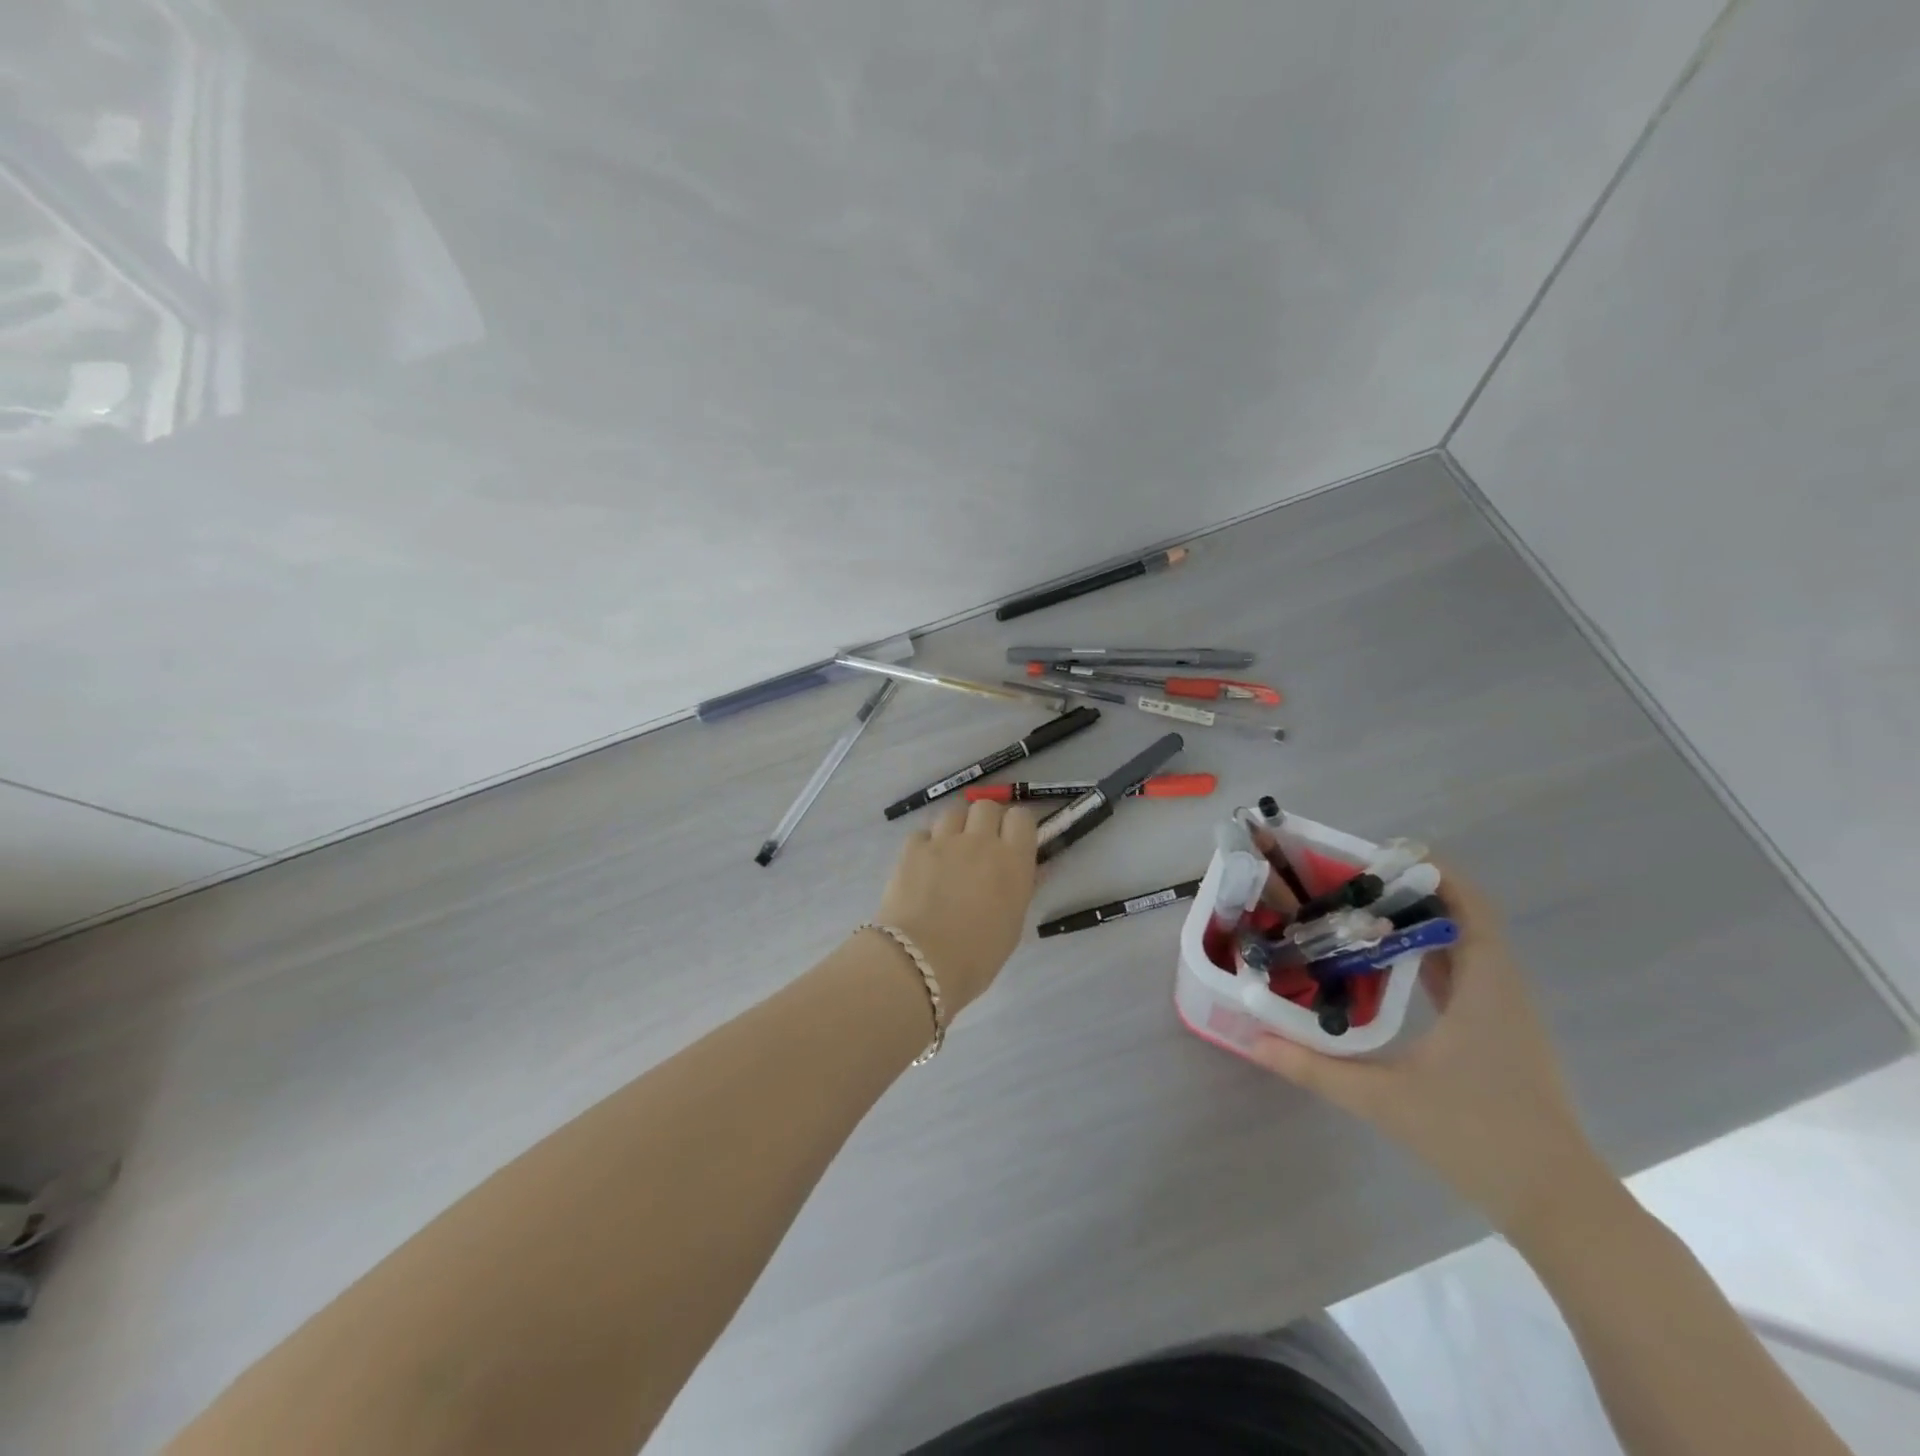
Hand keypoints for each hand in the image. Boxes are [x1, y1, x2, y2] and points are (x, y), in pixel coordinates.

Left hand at [876, 800, 1038, 1014]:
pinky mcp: (911, 849)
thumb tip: (1027, 871)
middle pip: (986, 806)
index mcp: (1013, 861)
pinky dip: (925, 844)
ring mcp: (943, 841)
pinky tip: (923, 865)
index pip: (1022, 817)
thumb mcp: (1012, 925)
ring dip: (955, 827)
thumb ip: (1020, 889)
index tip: (1011, 842)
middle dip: (985, 821)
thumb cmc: (976, 956)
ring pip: (953, 812)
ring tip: (949, 852)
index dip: (1016, 827)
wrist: (920, 962)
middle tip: (980, 846)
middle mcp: (980, 841)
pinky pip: (923, 832)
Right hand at [1249, 868, 1609, 1235]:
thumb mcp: (1385, 1101)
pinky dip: (1432, 959)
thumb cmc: (1479, 1137)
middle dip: (1414, 893)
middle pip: (1465, 920)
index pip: (1472, 907)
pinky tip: (1391, 969)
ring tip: (1363, 915)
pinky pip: (1467, 978)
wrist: (1558, 1205)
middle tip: (1354, 884)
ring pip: (1467, 950)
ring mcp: (1507, 1016)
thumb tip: (1254, 1042)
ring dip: (1423, 926)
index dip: (1436, 873)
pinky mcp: (1502, 1038)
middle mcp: (1503, 991)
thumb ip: (1315, 1069)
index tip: (1385, 856)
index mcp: (1487, 989)